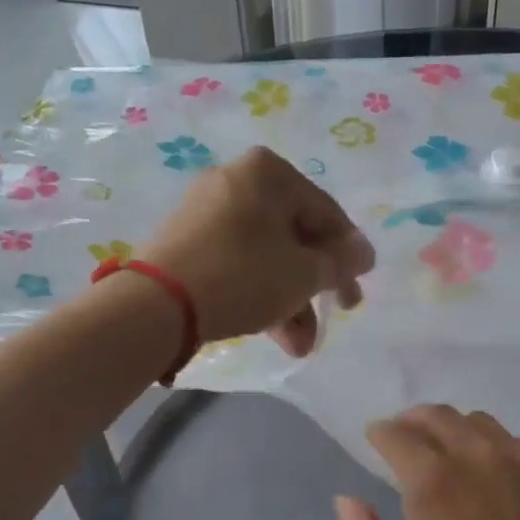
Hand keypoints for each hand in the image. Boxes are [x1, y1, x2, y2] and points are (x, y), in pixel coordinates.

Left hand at [141, 147, 375, 356]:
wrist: (156, 304)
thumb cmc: (242, 275)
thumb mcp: (303, 272)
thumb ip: (340, 262)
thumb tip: (364, 252)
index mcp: (268, 173)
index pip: (326, 213)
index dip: (349, 253)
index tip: (359, 286)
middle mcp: (237, 180)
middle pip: (295, 236)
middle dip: (316, 285)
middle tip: (337, 314)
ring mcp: (208, 210)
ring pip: (266, 255)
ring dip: (289, 301)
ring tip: (300, 346)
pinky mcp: (188, 241)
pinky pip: (238, 262)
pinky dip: (259, 292)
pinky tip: (273, 334)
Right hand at [334, 406, 519, 519]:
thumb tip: (346, 499)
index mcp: (431, 480)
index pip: (396, 433)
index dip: (379, 434)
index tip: (375, 441)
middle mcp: (476, 456)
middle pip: (436, 415)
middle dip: (412, 422)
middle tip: (406, 441)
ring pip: (478, 423)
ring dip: (453, 429)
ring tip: (449, 453)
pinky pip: (518, 443)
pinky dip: (495, 447)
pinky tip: (495, 474)